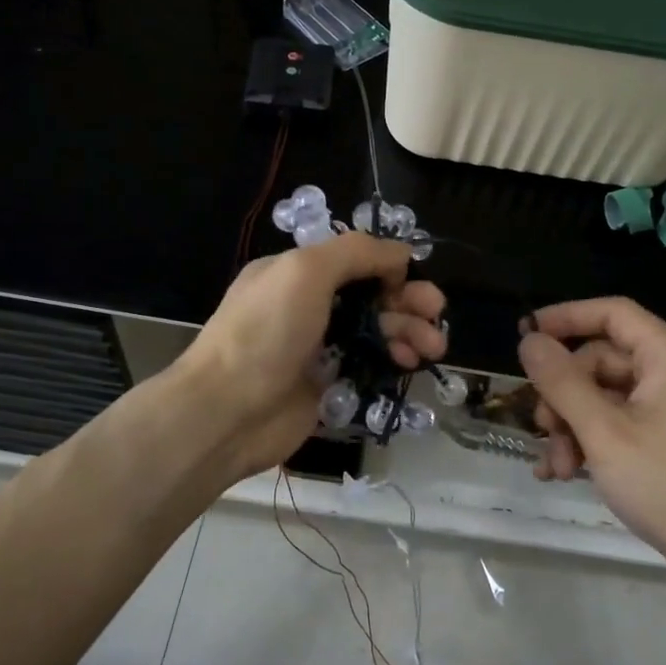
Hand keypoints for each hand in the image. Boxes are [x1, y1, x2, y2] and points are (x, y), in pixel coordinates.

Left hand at [181, 232, 446, 482]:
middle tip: (437, 313)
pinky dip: (393, 359)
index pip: (354, 260)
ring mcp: (319, 346)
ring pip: (376, 330)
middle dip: (408, 300)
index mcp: (297, 272)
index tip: (411, 278)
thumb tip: (400, 254)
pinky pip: (370, 364)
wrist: (228, 411)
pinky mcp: (329, 384)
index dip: (387, 266)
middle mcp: (309, 305)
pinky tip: (409, 363)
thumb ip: (356, 252)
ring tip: (433, 346)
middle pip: (371, 295)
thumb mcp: (305, 271)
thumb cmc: (265, 332)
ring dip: (409, 331)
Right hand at [517, 298, 665, 582]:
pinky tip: (565, 472)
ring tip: (556, 467)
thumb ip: (562, 382)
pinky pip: (621, 422)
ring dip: (572, 426)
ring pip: (605, 396)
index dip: (565, 318)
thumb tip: (529, 340)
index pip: (612, 313)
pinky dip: (592, 441)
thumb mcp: (603, 432)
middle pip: (602, 360)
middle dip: (564, 394)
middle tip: (540, 427)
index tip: (525, 335)